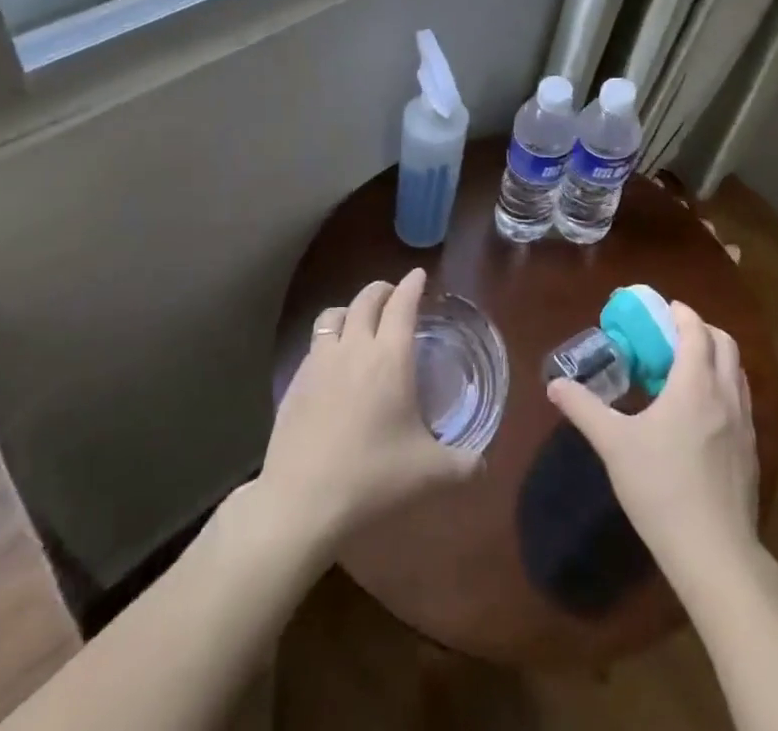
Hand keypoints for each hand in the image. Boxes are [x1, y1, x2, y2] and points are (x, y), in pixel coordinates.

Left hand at [257, 268, 481, 552]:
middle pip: (367, 299)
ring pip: (334, 314)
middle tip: (394, 294)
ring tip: (359, 320)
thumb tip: (483, 464)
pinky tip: (333, 361)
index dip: (412, 285)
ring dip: (351, 308)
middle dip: (383, 289)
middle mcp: (354, 348)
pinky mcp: (295, 382)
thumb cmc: (372, 478)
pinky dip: (329, 338)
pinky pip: (314, 343)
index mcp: (390, 358)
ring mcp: (319, 362)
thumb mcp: (429, 475)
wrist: (300, 503)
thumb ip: (463, 465)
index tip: (419, 275)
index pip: (403, 304)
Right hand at [547, 299, 758, 582]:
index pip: (697, 330)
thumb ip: (584, 408)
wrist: (715, 553)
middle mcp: (726, 395)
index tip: (663, 310)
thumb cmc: (661, 488)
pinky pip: (741, 402)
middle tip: (672, 337)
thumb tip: (554, 385)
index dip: (682, 314)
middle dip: (701, 331)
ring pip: (737, 373)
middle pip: (725, 344)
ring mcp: (745, 425)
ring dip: (715, 359)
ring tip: (685, 372)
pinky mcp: (752, 452)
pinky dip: (724, 389)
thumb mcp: (614, 444)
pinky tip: (701, 416)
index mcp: (695, 384)